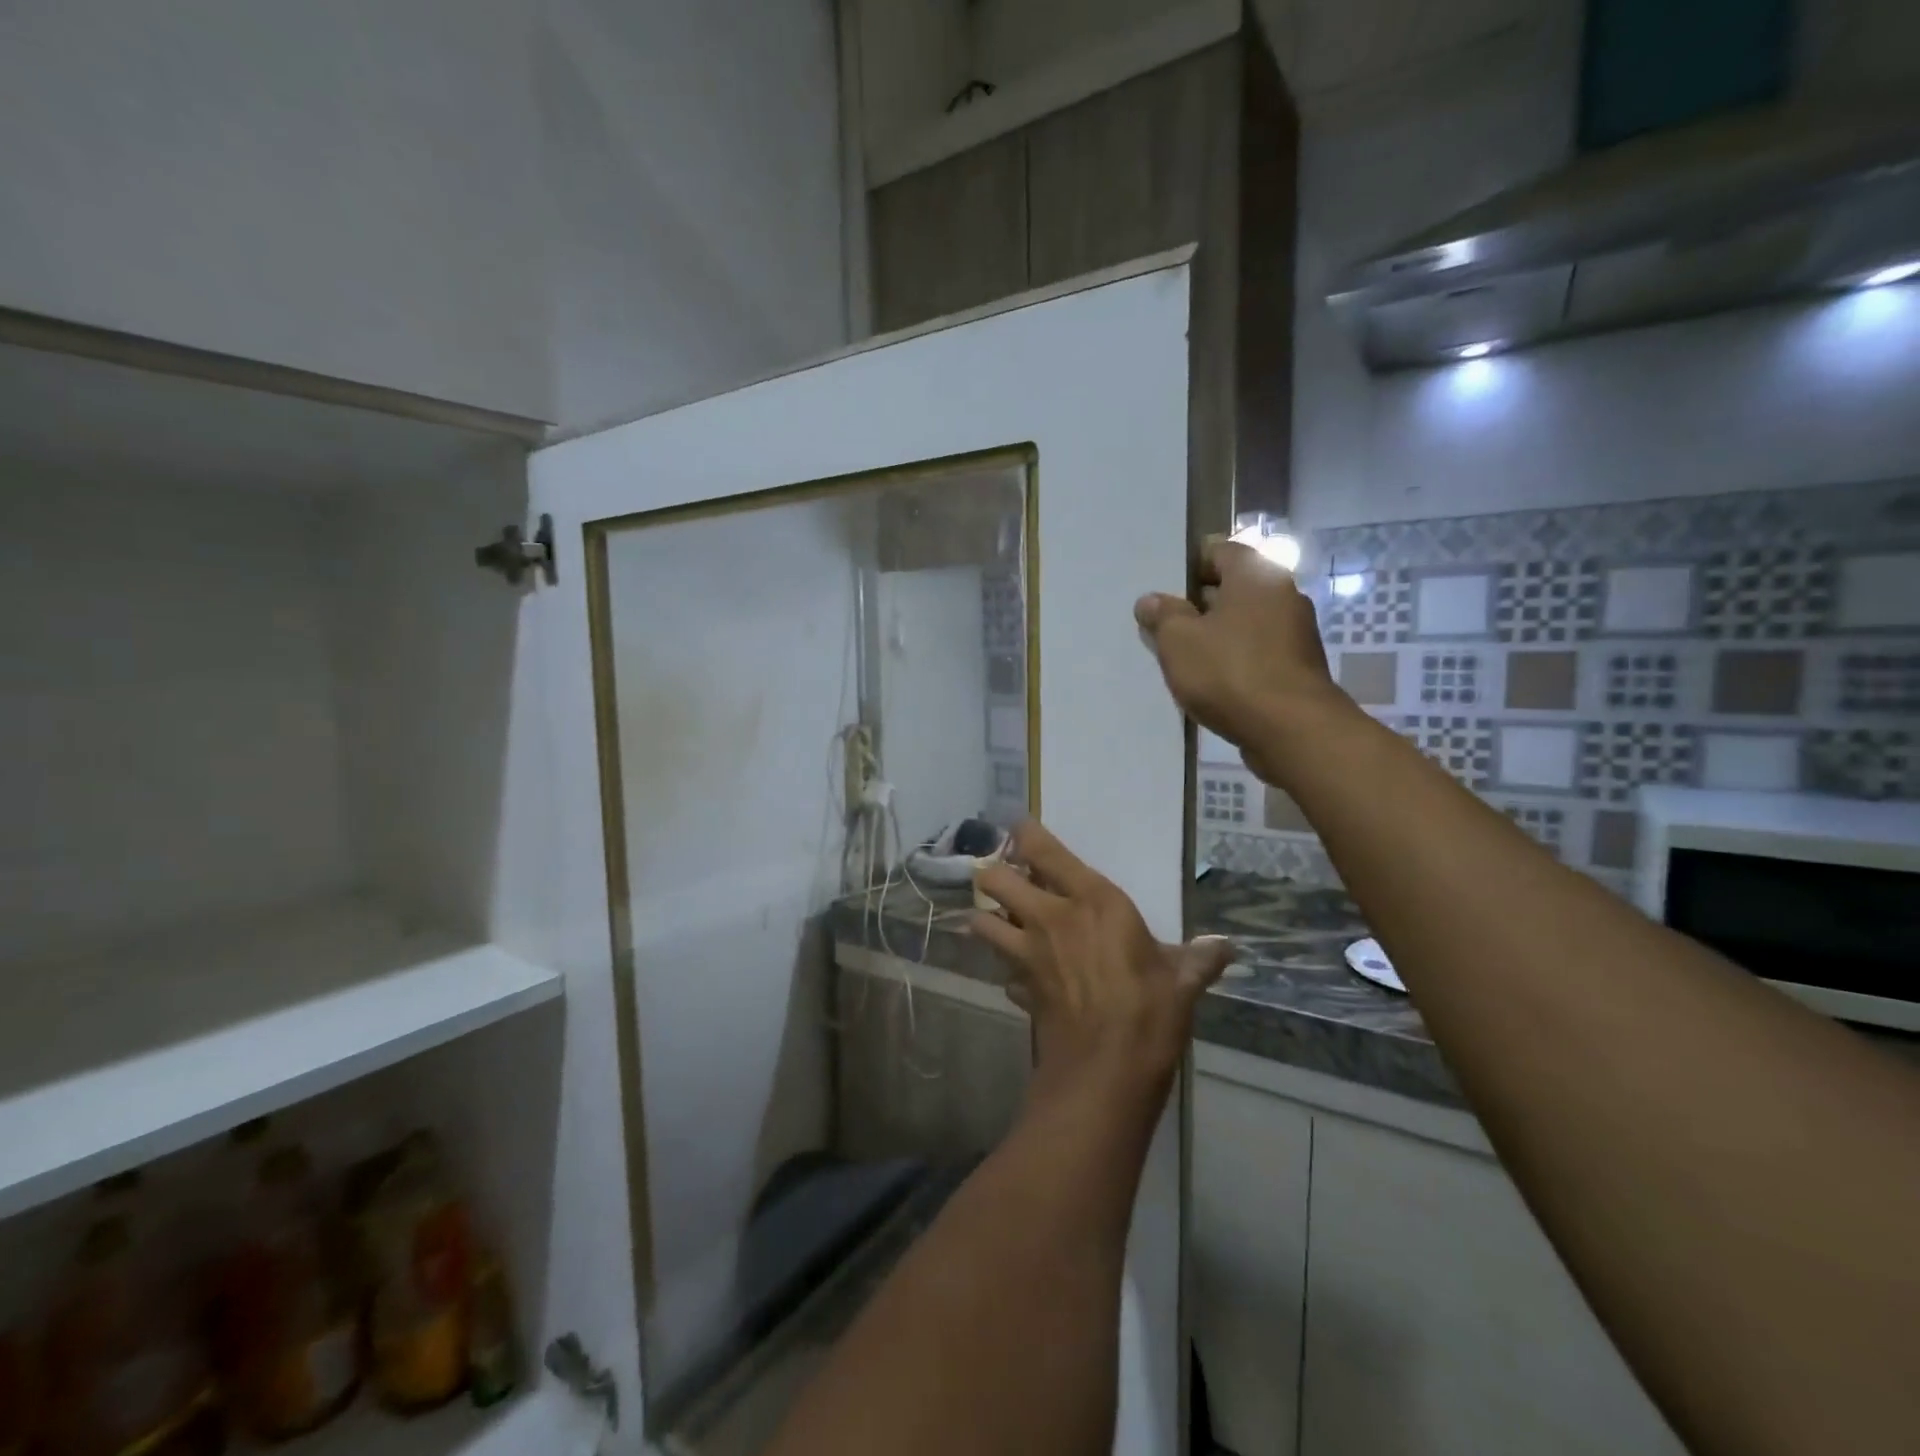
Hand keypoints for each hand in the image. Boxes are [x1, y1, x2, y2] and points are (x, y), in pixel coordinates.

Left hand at [972, 821, 1234, 1095]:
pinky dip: (1007, 971)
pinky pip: (1001, 970)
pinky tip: (1023, 978)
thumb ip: (1199, 959)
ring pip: (982, 921)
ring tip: (1005, 924)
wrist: (1106, 1071)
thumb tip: (1227, 948)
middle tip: (1012, 883)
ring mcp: (1027, 953)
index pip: (1041, 849)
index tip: (1022, 830)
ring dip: (988, 919)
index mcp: (1091, 900)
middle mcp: (1049, 917)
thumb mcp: (1182, 981)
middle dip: (995, 876)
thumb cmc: (1150, 1012)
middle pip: (994, 879)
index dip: (1024, 834)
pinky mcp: (1018, 987)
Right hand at [1133, 540, 1348, 785]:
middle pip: (1235, 589)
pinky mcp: (1300, 667)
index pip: (1221, 551)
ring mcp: (1297, 632)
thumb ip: (1163, 616)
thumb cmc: (1229, 672)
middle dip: (1201, 606)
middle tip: (1170, 629)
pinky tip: (1215, 684)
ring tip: (1188, 661)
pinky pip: (1260, 652)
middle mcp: (1284, 594)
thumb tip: (1151, 600)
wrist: (1291, 729)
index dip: (1190, 568)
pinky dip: (1238, 660)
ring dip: (1220, 636)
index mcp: (1256, 574)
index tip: (1166, 594)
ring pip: (1247, 623)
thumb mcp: (1178, 641)